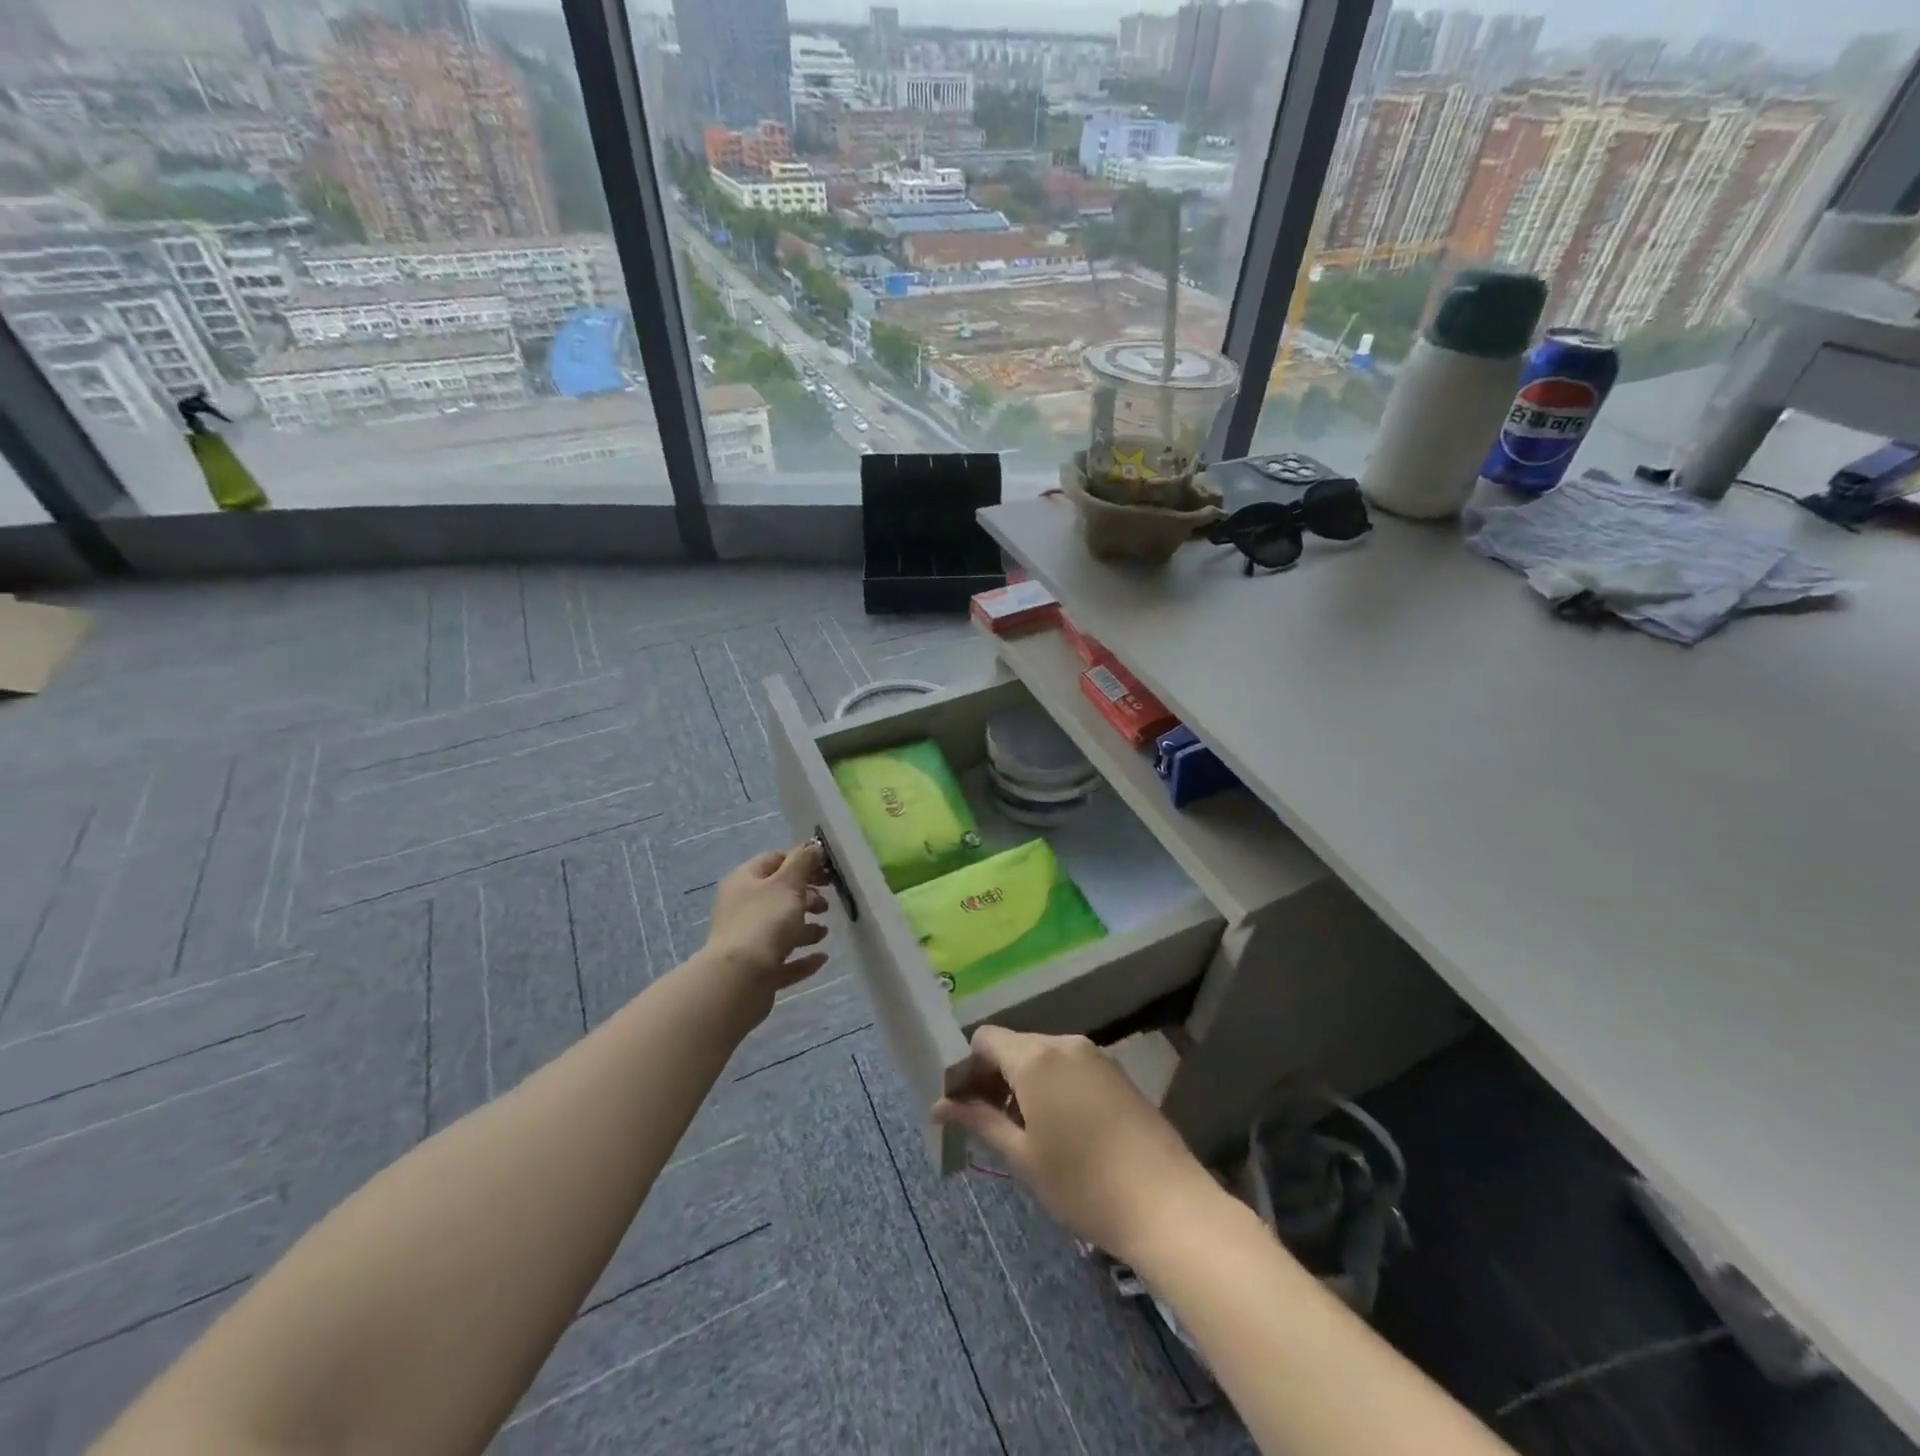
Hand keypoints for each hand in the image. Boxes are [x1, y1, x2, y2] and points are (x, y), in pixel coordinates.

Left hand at [703, 843, 829, 1014]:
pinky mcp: (755, 971)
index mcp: (744, 881)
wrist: (739, 979)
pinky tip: (822, 959)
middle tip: (826, 904)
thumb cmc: (765, 921)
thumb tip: (813, 846)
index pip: (774, 860)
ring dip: (805, 929)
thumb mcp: (788, 883)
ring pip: (780, 929)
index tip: (826, 870)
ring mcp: (746, 941)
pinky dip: (802, 958)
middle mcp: (741, 908)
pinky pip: (783, 959)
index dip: (801, 861)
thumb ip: (803, 862)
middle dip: (806, 897)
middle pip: (778, 895)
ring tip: (825, 932)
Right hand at [934, 1027, 1224, 1261]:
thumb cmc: (1082, 1184)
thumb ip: (979, 1121)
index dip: (966, 1068)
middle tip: (984, 1122)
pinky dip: (1052, 1085)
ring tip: (1020, 1130)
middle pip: (1014, 1045)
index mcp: (1035, 1057)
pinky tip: (1058, 1127)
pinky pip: (1070, 1066)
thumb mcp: (1023, 1157)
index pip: (985, 1039)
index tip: (961, 1105)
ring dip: (1023, 1082)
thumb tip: (939, 1105)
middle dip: (993, 1076)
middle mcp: (1064, 1043)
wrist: (1166, 1203)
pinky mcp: (1116, 1073)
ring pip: (1043, 1056)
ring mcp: (1095, 1056)